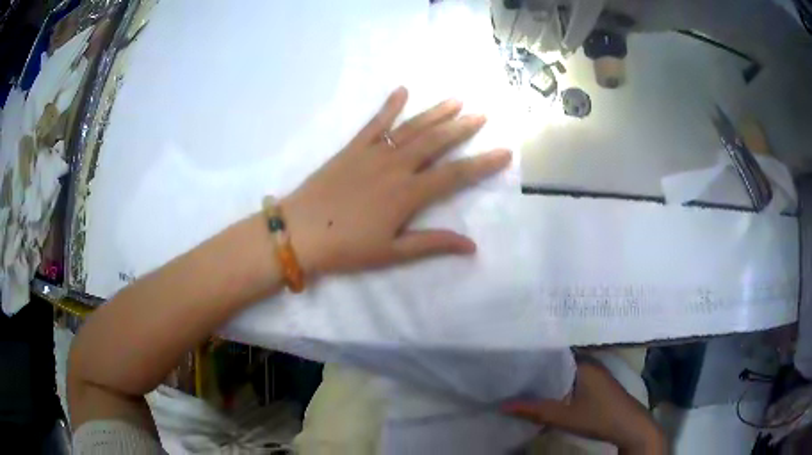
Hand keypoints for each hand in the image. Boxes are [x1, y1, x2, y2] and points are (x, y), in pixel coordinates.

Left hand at [281, 87, 511, 274]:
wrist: (299, 231)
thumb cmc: (346, 247)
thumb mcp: (392, 253)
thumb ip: (432, 244)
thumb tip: (471, 246)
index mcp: (408, 194)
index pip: (455, 175)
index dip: (482, 164)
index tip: (504, 152)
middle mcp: (396, 167)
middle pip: (436, 142)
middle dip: (462, 128)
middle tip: (482, 115)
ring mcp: (373, 153)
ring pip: (411, 128)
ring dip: (435, 113)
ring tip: (456, 100)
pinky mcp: (352, 147)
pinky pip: (375, 122)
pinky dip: (389, 106)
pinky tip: (402, 90)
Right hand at [503, 361, 666, 453]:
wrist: (630, 426)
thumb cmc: (599, 417)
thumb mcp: (564, 417)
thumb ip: (534, 410)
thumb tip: (502, 405)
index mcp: (583, 362)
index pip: (553, 350)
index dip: (532, 353)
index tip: (509, 356)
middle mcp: (588, 362)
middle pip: (557, 360)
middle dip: (536, 366)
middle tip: (509, 369)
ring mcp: (594, 372)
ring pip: (564, 370)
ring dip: (546, 376)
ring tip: (520, 379)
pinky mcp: (596, 383)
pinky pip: (571, 377)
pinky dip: (557, 383)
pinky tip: (543, 391)